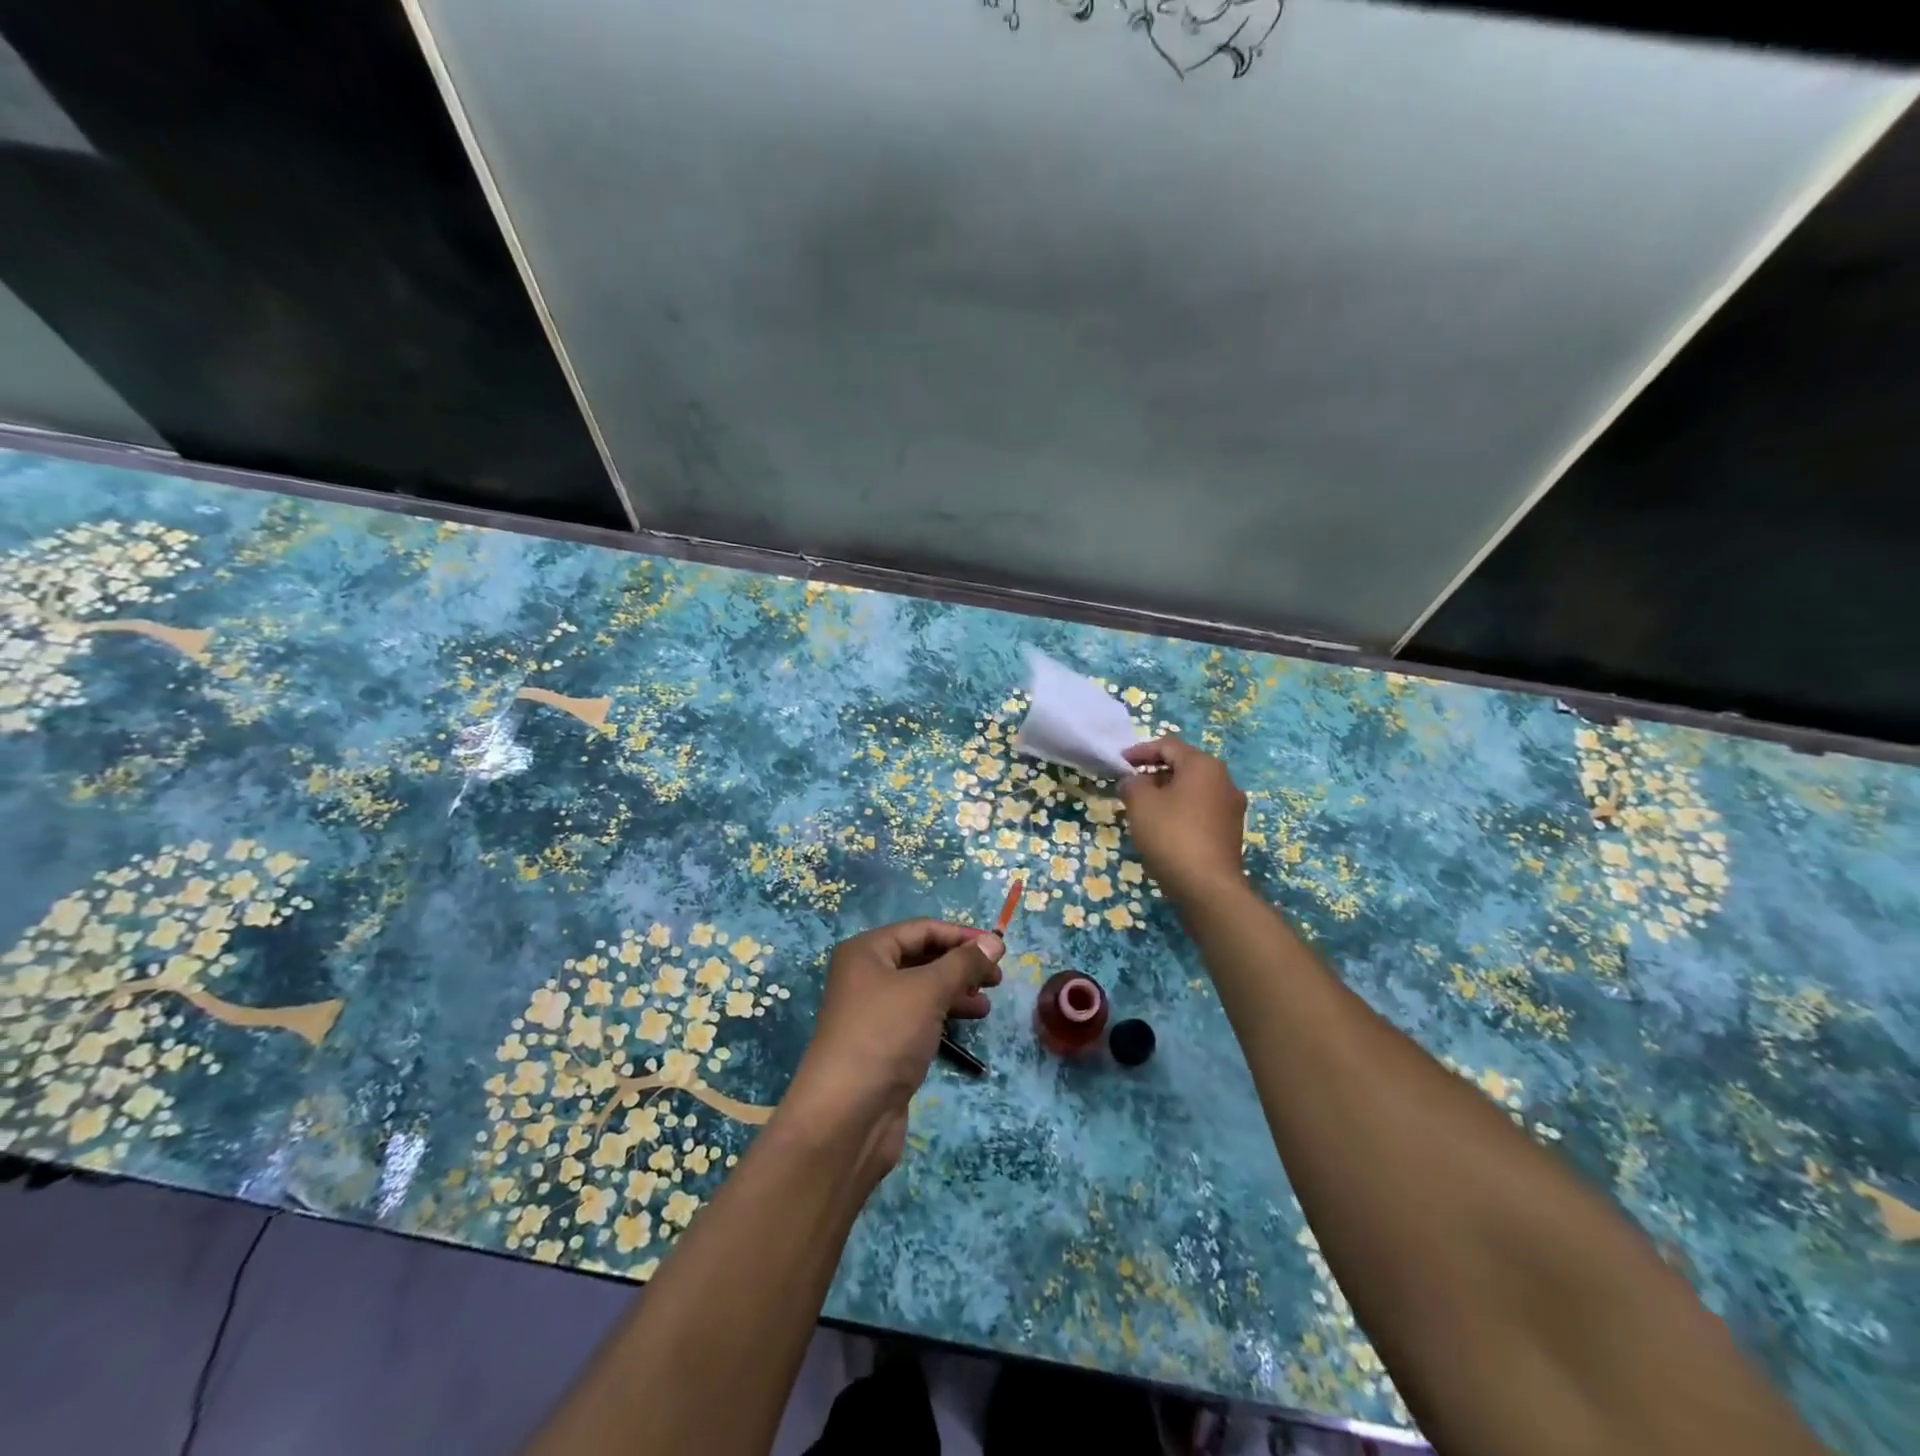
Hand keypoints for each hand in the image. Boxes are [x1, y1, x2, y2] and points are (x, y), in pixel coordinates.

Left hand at [781, 919, 1003, 1177]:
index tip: (999, 949)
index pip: (921, 929)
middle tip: (997, 979)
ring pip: (923, 989)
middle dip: (960, 964)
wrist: (846, 1115)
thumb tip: (995, 941)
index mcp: (867, 951)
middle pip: (922, 957)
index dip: (961, 935)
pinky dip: (944, 1014)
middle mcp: (866, 975)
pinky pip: (919, 1016)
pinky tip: (968, 1023)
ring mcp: (873, 1012)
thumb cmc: (885, 1035)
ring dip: (956, 991)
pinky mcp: (882, 1044)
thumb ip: (964, 963)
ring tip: (986, 1004)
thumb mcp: (929, 990)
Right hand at [1119, 737, 1248, 903]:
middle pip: (1184, 765)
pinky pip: (1201, 809)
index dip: (1140, 751)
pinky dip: (1181, 809)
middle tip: (1130, 785)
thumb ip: (1132, 784)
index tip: (1120, 762)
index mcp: (1203, 765)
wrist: (1208, 886)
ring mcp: (1231, 806)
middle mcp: (1224, 780)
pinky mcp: (1231, 830)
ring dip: (1168, 792)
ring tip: (1144, 807)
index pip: (1168, 745)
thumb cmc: (1171, 835)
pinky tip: (1164, 827)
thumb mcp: (1140, 804)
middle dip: (1155, 771)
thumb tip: (1134, 781)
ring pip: (1193, 788)